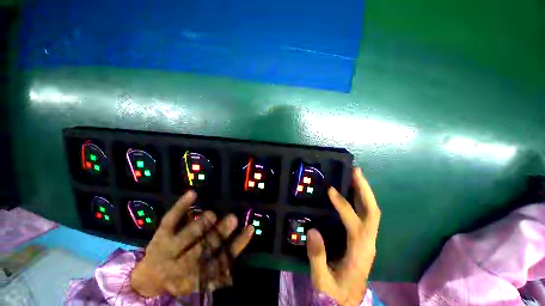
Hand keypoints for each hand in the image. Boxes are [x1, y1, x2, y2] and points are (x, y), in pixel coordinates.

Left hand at [130, 191, 253, 296]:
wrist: (147, 279)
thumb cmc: (179, 278)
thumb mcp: (199, 281)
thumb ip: (218, 273)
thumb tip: (236, 262)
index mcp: (194, 276)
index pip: (221, 261)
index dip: (236, 246)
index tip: (250, 229)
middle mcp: (180, 265)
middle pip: (201, 250)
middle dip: (218, 235)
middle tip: (232, 219)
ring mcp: (167, 248)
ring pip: (185, 237)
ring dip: (200, 225)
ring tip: (212, 215)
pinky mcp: (160, 235)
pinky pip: (170, 220)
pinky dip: (181, 207)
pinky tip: (192, 194)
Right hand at [306, 168, 380, 305]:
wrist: (349, 301)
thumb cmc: (336, 291)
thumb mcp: (323, 280)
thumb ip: (317, 258)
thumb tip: (312, 230)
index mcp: (359, 252)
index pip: (354, 223)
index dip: (343, 205)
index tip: (330, 190)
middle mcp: (368, 242)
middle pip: (372, 212)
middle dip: (365, 190)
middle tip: (355, 172)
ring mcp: (368, 239)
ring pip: (371, 211)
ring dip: (364, 192)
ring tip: (355, 176)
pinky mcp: (364, 238)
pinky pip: (366, 214)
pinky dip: (361, 200)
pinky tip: (353, 192)